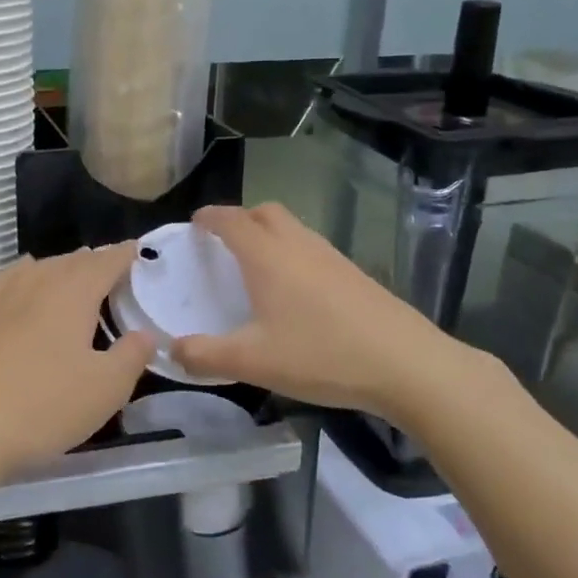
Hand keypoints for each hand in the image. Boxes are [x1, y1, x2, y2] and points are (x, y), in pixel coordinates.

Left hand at [0, 245, 153, 484]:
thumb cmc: (44, 405)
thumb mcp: (106, 389)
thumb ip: (132, 356)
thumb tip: (145, 334)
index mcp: (73, 293)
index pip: (105, 262)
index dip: (124, 254)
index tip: (138, 249)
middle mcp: (37, 283)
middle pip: (72, 261)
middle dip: (95, 261)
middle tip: (114, 270)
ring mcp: (2, 297)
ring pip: (40, 267)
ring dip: (63, 266)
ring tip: (76, 274)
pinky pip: (8, 279)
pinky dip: (25, 272)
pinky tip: (24, 277)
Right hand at [171, 203, 496, 432]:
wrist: (406, 364)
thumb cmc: (321, 355)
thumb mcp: (253, 362)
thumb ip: (205, 355)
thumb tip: (171, 350)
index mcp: (267, 256)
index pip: (231, 220)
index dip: (210, 217)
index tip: (195, 223)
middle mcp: (298, 245)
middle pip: (265, 213)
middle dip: (241, 219)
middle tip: (224, 243)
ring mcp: (331, 257)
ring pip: (293, 228)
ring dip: (269, 235)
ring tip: (257, 268)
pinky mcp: (355, 274)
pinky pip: (312, 249)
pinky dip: (293, 254)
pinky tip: (296, 293)